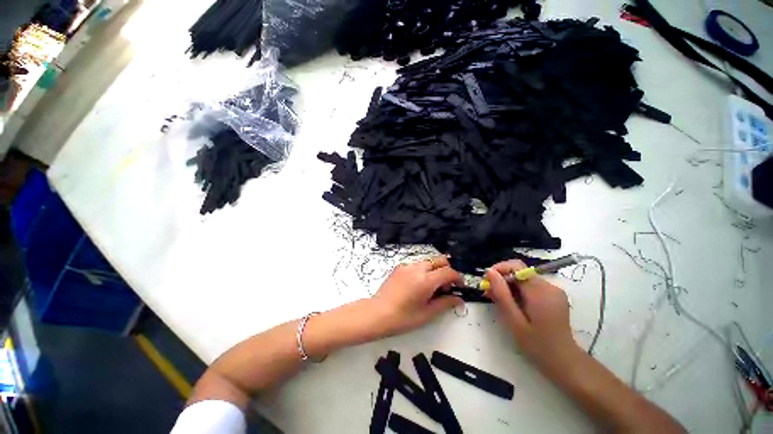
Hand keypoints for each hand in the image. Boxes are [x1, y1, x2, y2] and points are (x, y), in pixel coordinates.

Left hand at [370, 256, 463, 337]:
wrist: (378, 313)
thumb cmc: (403, 317)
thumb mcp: (427, 313)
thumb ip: (446, 303)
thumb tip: (459, 299)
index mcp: (426, 280)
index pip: (448, 272)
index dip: (457, 278)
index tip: (459, 286)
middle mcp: (417, 268)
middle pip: (439, 260)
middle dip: (447, 270)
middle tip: (444, 287)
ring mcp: (407, 266)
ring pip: (428, 262)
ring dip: (434, 270)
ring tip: (430, 288)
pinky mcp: (399, 267)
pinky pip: (416, 264)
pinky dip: (422, 271)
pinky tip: (417, 285)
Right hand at [486, 260, 581, 373]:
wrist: (564, 362)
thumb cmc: (537, 345)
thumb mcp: (514, 321)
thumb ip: (501, 294)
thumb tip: (489, 272)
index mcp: (540, 291)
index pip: (516, 266)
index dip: (499, 269)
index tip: (487, 281)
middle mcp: (549, 286)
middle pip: (519, 272)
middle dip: (502, 280)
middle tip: (489, 294)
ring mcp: (553, 290)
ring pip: (524, 279)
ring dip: (509, 286)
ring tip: (498, 300)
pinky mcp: (553, 295)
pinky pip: (531, 286)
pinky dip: (519, 291)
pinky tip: (513, 304)